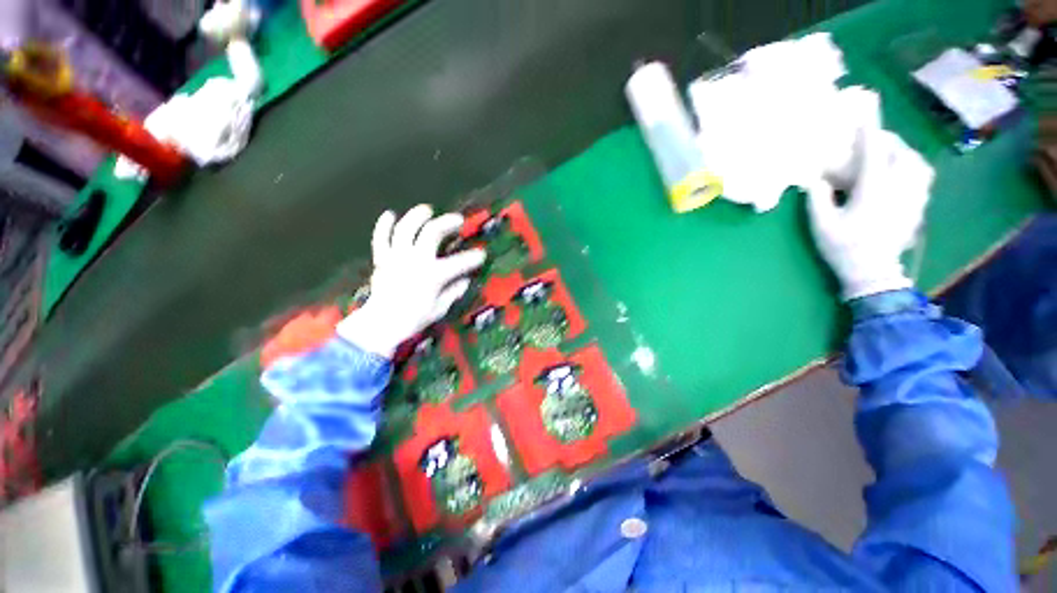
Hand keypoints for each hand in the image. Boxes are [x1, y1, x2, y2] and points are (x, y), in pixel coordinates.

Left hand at [337, 205, 485, 357]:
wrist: (381, 324)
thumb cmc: (414, 318)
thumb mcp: (440, 308)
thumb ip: (453, 291)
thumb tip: (465, 280)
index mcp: (433, 274)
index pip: (459, 262)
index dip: (473, 257)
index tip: (482, 254)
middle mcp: (415, 260)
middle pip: (431, 232)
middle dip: (447, 222)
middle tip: (458, 220)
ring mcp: (396, 257)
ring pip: (406, 228)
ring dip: (417, 216)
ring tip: (427, 210)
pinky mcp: (382, 259)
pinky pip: (381, 238)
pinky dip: (384, 225)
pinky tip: (390, 214)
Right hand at [806, 127, 934, 300]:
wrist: (873, 273)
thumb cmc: (844, 248)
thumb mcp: (821, 225)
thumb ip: (818, 199)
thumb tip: (816, 179)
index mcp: (873, 192)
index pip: (873, 154)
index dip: (868, 134)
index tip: (863, 116)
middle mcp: (899, 189)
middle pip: (901, 154)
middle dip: (888, 141)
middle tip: (873, 139)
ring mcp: (913, 198)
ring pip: (917, 163)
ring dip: (903, 152)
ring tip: (889, 154)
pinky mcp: (918, 207)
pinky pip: (922, 178)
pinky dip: (913, 167)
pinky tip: (902, 171)